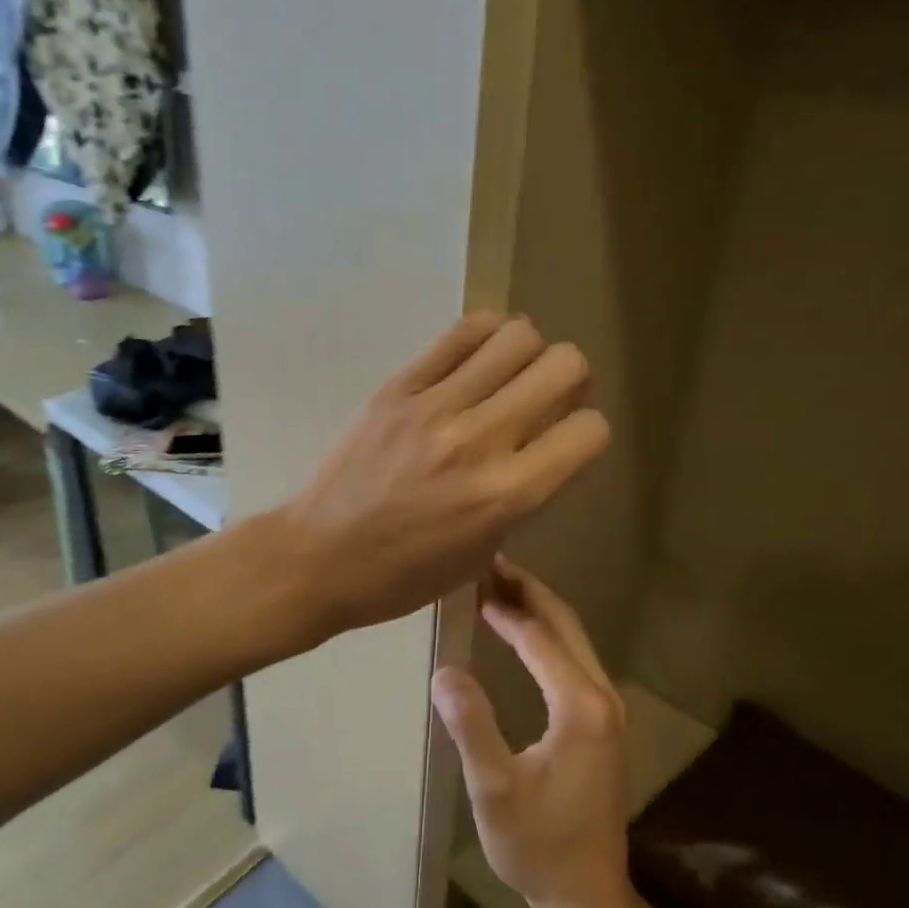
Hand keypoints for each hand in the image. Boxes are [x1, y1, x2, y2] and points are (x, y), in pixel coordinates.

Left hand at [279, 315, 608, 635]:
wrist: (318, 557)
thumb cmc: (404, 575)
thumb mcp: (483, 551)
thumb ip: (525, 494)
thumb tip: (548, 442)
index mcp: (507, 495)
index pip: (590, 431)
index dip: (588, 432)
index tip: (568, 440)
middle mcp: (480, 441)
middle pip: (565, 366)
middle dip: (571, 381)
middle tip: (547, 399)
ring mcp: (435, 406)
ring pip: (519, 336)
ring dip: (529, 353)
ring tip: (509, 375)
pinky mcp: (398, 385)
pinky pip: (462, 332)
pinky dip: (486, 336)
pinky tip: (478, 360)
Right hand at [432, 559, 633, 907]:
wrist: (587, 894)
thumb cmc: (538, 845)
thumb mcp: (494, 789)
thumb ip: (472, 726)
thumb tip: (445, 670)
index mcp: (581, 705)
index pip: (540, 636)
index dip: (506, 606)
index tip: (474, 577)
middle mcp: (603, 696)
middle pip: (566, 625)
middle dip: (529, 592)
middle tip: (490, 565)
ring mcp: (608, 709)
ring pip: (574, 640)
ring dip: (539, 611)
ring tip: (499, 589)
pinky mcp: (604, 723)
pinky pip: (575, 660)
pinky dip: (547, 637)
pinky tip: (522, 636)